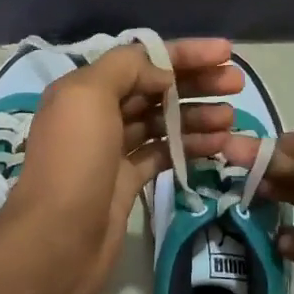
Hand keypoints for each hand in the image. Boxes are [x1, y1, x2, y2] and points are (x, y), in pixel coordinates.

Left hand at [2, 39, 243, 293]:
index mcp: (84, 89)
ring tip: (232, 118)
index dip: (184, 53)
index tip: (226, 53)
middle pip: (154, 89)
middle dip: (195, 82)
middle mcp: (96, 115)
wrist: (56, 241)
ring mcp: (112, 151)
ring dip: (196, 115)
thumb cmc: (74, 161)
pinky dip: (189, 146)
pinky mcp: (126, 183)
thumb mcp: (89, 96)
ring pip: (161, 122)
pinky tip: (218, 145)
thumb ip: (127, 70)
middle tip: (237, 85)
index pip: (141, 59)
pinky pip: (163, 153)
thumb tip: (163, 74)